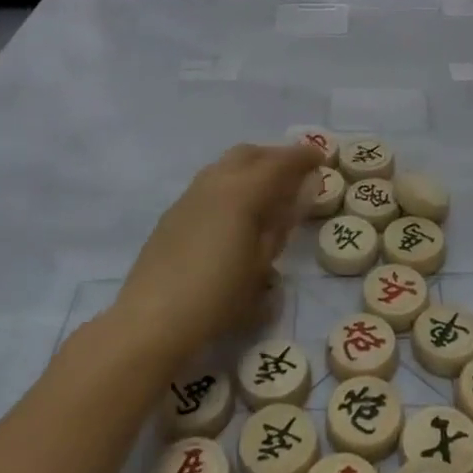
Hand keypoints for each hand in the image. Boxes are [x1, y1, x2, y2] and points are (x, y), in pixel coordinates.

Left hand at [113, 143, 322, 365]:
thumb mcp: (261, 263)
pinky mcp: (174, 212)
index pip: (280, 162)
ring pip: (227, 165)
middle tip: (297, 175)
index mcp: (242, 191)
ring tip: (269, 193)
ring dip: (252, 168)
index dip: (303, 156)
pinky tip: (236, 213)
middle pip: (251, 153)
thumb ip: (282, 221)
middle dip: (276, 157)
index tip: (322, 158)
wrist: (151, 319)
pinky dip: (232, 183)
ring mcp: (190, 194)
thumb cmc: (217, 296)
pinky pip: (211, 182)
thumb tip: (302, 188)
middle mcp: (215, 181)